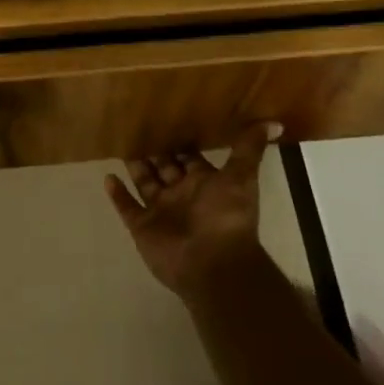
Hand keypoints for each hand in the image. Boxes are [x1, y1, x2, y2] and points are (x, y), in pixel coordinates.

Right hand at [106, 124, 276, 299]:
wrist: (212, 263)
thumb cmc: (226, 216)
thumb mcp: (241, 177)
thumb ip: (249, 149)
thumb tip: (275, 123)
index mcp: (204, 183)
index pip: (190, 158)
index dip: (182, 143)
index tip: (168, 120)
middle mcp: (182, 195)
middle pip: (166, 169)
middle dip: (155, 153)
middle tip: (139, 128)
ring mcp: (161, 212)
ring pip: (145, 184)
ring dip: (136, 168)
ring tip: (123, 146)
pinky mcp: (142, 227)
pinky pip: (127, 207)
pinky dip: (118, 194)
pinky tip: (108, 177)